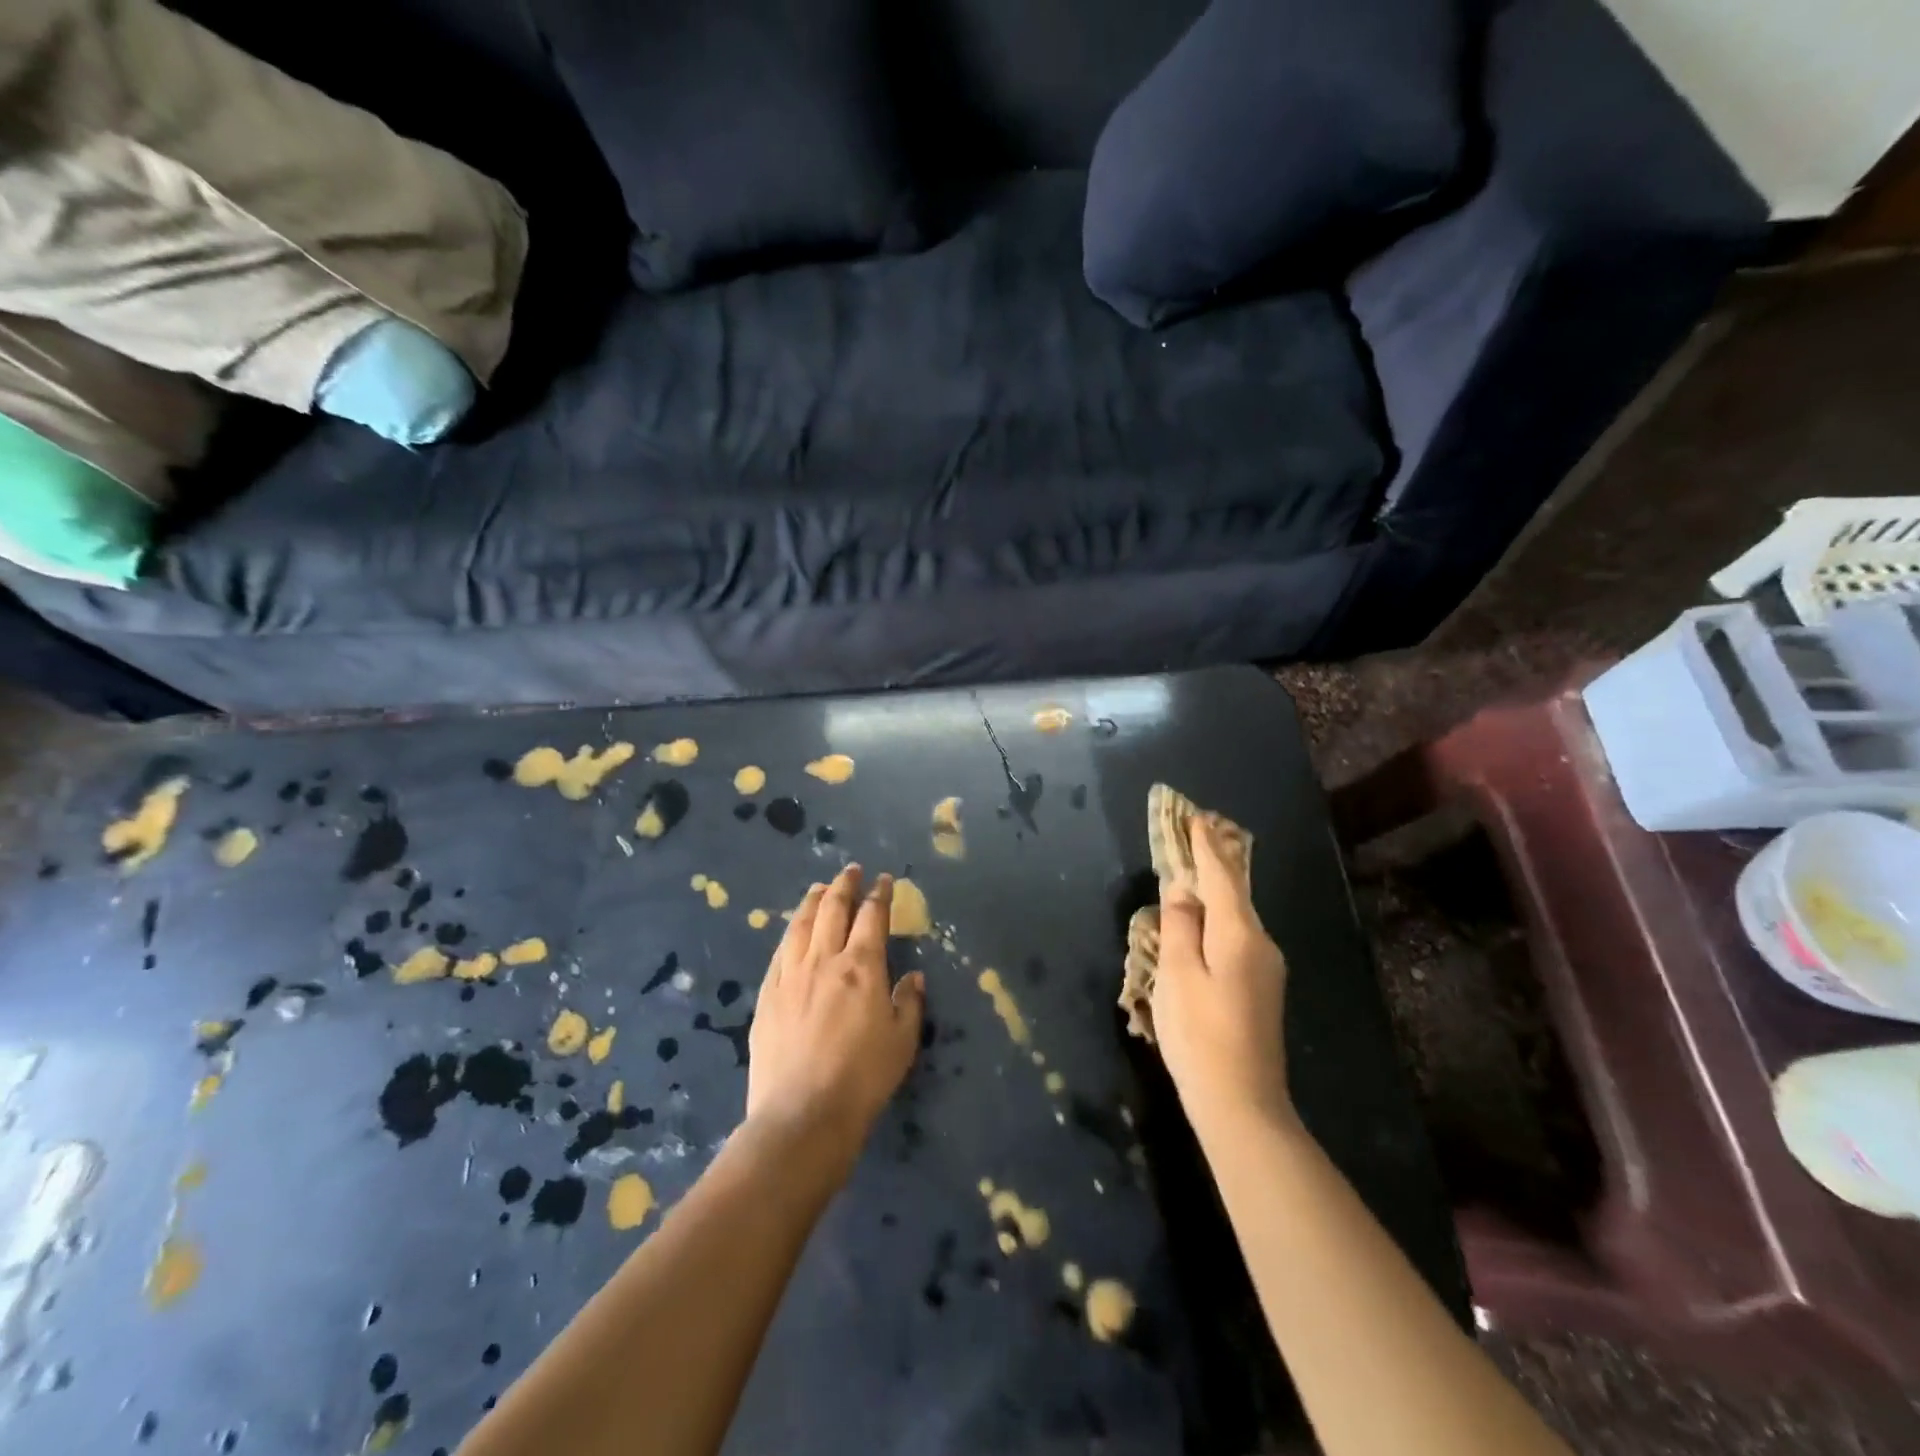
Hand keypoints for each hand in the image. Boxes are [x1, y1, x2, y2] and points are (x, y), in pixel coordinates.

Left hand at [746, 866, 924, 1166]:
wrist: (803, 1115)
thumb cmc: (863, 1078)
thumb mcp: (902, 1041)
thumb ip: (909, 1002)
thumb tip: (913, 976)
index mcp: (862, 967)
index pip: (872, 916)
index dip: (879, 894)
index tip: (884, 881)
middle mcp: (824, 960)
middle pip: (833, 909)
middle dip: (844, 885)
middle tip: (850, 871)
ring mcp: (790, 975)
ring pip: (802, 924)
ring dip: (813, 901)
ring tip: (820, 888)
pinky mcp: (767, 995)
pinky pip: (780, 952)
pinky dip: (791, 932)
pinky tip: (793, 931)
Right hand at [1151, 818, 1293, 1137]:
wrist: (1243, 1105)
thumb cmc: (1200, 1036)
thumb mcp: (1177, 975)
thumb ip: (1179, 926)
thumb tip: (1182, 890)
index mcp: (1239, 934)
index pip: (1221, 876)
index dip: (1205, 846)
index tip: (1195, 817)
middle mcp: (1261, 943)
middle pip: (1234, 893)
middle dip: (1212, 863)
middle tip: (1190, 836)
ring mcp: (1267, 967)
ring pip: (1236, 917)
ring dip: (1213, 893)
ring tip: (1188, 875)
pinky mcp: (1262, 988)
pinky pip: (1236, 938)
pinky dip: (1217, 920)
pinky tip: (1199, 925)